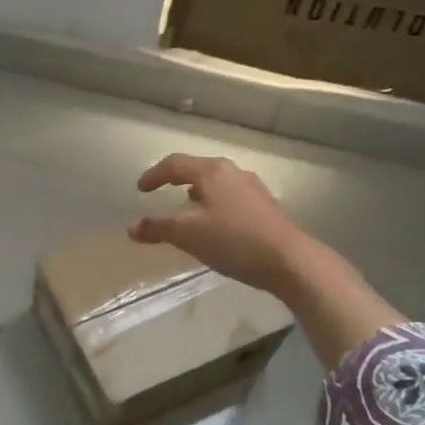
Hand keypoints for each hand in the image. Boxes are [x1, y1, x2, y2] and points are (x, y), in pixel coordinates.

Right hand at [129, 154, 404, 368]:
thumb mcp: (189, 235)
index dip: (154, 175)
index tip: (140, 189)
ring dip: (198, 191)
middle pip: (198, 169)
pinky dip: (215, 203)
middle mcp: (233, 172)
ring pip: (217, 183)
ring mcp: (253, 188)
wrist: (291, 261)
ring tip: (187, 206)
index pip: (175, 164)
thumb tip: (132, 227)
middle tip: (162, 190)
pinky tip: (216, 224)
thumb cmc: (234, 240)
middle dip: (177, 179)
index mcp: (212, 172)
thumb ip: (159, 228)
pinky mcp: (266, 207)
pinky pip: (231, 197)